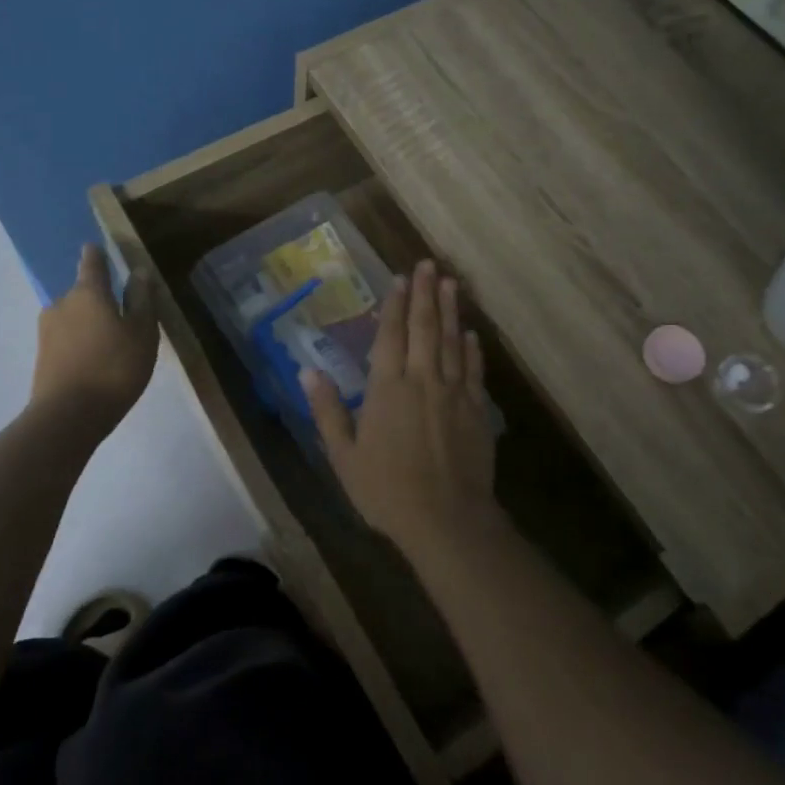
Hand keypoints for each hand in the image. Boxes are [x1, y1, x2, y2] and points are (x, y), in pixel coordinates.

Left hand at [32, 243, 158, 434]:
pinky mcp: (42, 355)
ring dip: (90, 323)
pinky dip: (81, 342)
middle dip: (99, 298)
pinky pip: (67, 338)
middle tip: (122, 314)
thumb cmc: (115, 367)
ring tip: (111, 342)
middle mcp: (62, 303)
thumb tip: (139, 271)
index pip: (92, 262)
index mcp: (89, 292)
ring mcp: (47, 330)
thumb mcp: (142, 333)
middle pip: (83, 292)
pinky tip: (95, 360)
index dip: (96, 254)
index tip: (98, 248)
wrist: (68, 415)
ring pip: (74, 317)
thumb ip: (141, 299)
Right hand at [302, 260, 501, 557]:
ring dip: (450, 311)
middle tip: (428, 264)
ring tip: (450, 283)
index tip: (398, 278)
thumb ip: (328, 410)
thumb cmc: (386, 490)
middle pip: (425, 328)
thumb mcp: (344, 456)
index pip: (391, 336)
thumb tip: (308, 370)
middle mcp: (422, 381)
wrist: (446, 519)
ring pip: (452, 342)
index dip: (394, 305)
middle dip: (425, 294)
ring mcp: (454, 393)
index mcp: (387, 389)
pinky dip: (473, 349)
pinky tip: (471, 333)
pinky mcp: (477, 411)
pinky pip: (474, 371)